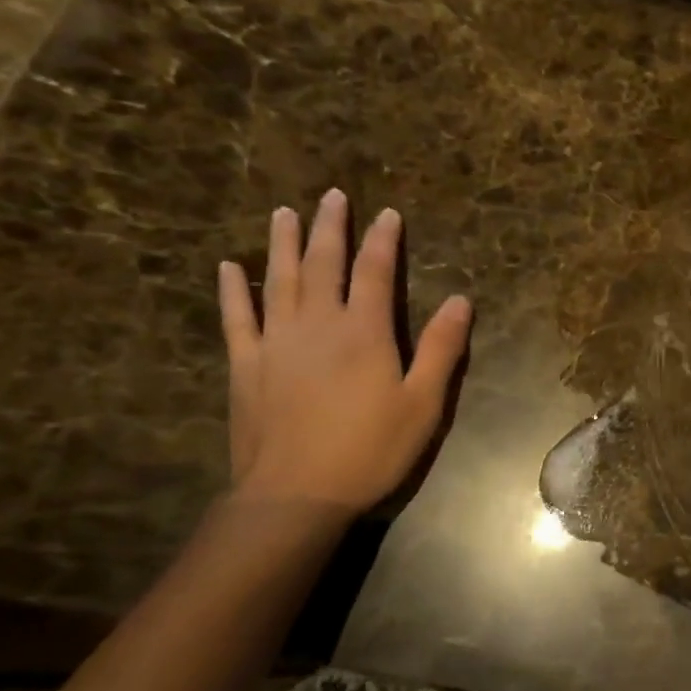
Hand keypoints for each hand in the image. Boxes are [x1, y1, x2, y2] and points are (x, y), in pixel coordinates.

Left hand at [218, 189, 470, 513]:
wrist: (296, 494)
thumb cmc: (371, 449)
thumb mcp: (423, 404)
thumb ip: (441, 349)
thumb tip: (461, 300)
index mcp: (364, 332)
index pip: (374, 272)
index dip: (383, 240)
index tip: (387, 213)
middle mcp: (317, 324)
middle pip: (322, 264)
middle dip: (330, 227)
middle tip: (331, 196)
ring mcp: (275, 342)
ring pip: (278, 280)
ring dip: (282, 243)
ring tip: (283, 212)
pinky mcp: (245, 365)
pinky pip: (236, 317)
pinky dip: (232, 290)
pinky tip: (229, 267)